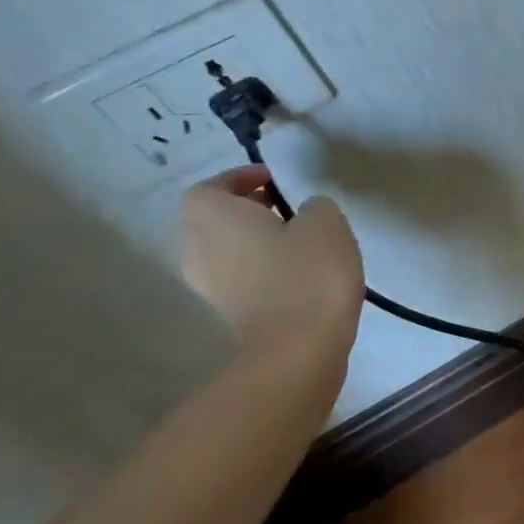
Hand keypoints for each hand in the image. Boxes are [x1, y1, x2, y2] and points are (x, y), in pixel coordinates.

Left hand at [180, 166, 364, 350]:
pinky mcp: (227, 311)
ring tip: (294, 240)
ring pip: (224, 249)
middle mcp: (197, 246)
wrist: (299, 345)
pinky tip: (295, 272)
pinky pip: (237, 276)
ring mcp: (208, 284)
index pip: (211, 187)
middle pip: (212, 218)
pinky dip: (258, 267)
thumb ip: (313, 206)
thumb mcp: (326, 221)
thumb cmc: (308, 273)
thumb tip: (304, 214)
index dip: (240, 179)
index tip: (275, 180)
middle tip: (284, 207)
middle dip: (244, 209)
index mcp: (212, 216)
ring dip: (251, 240)